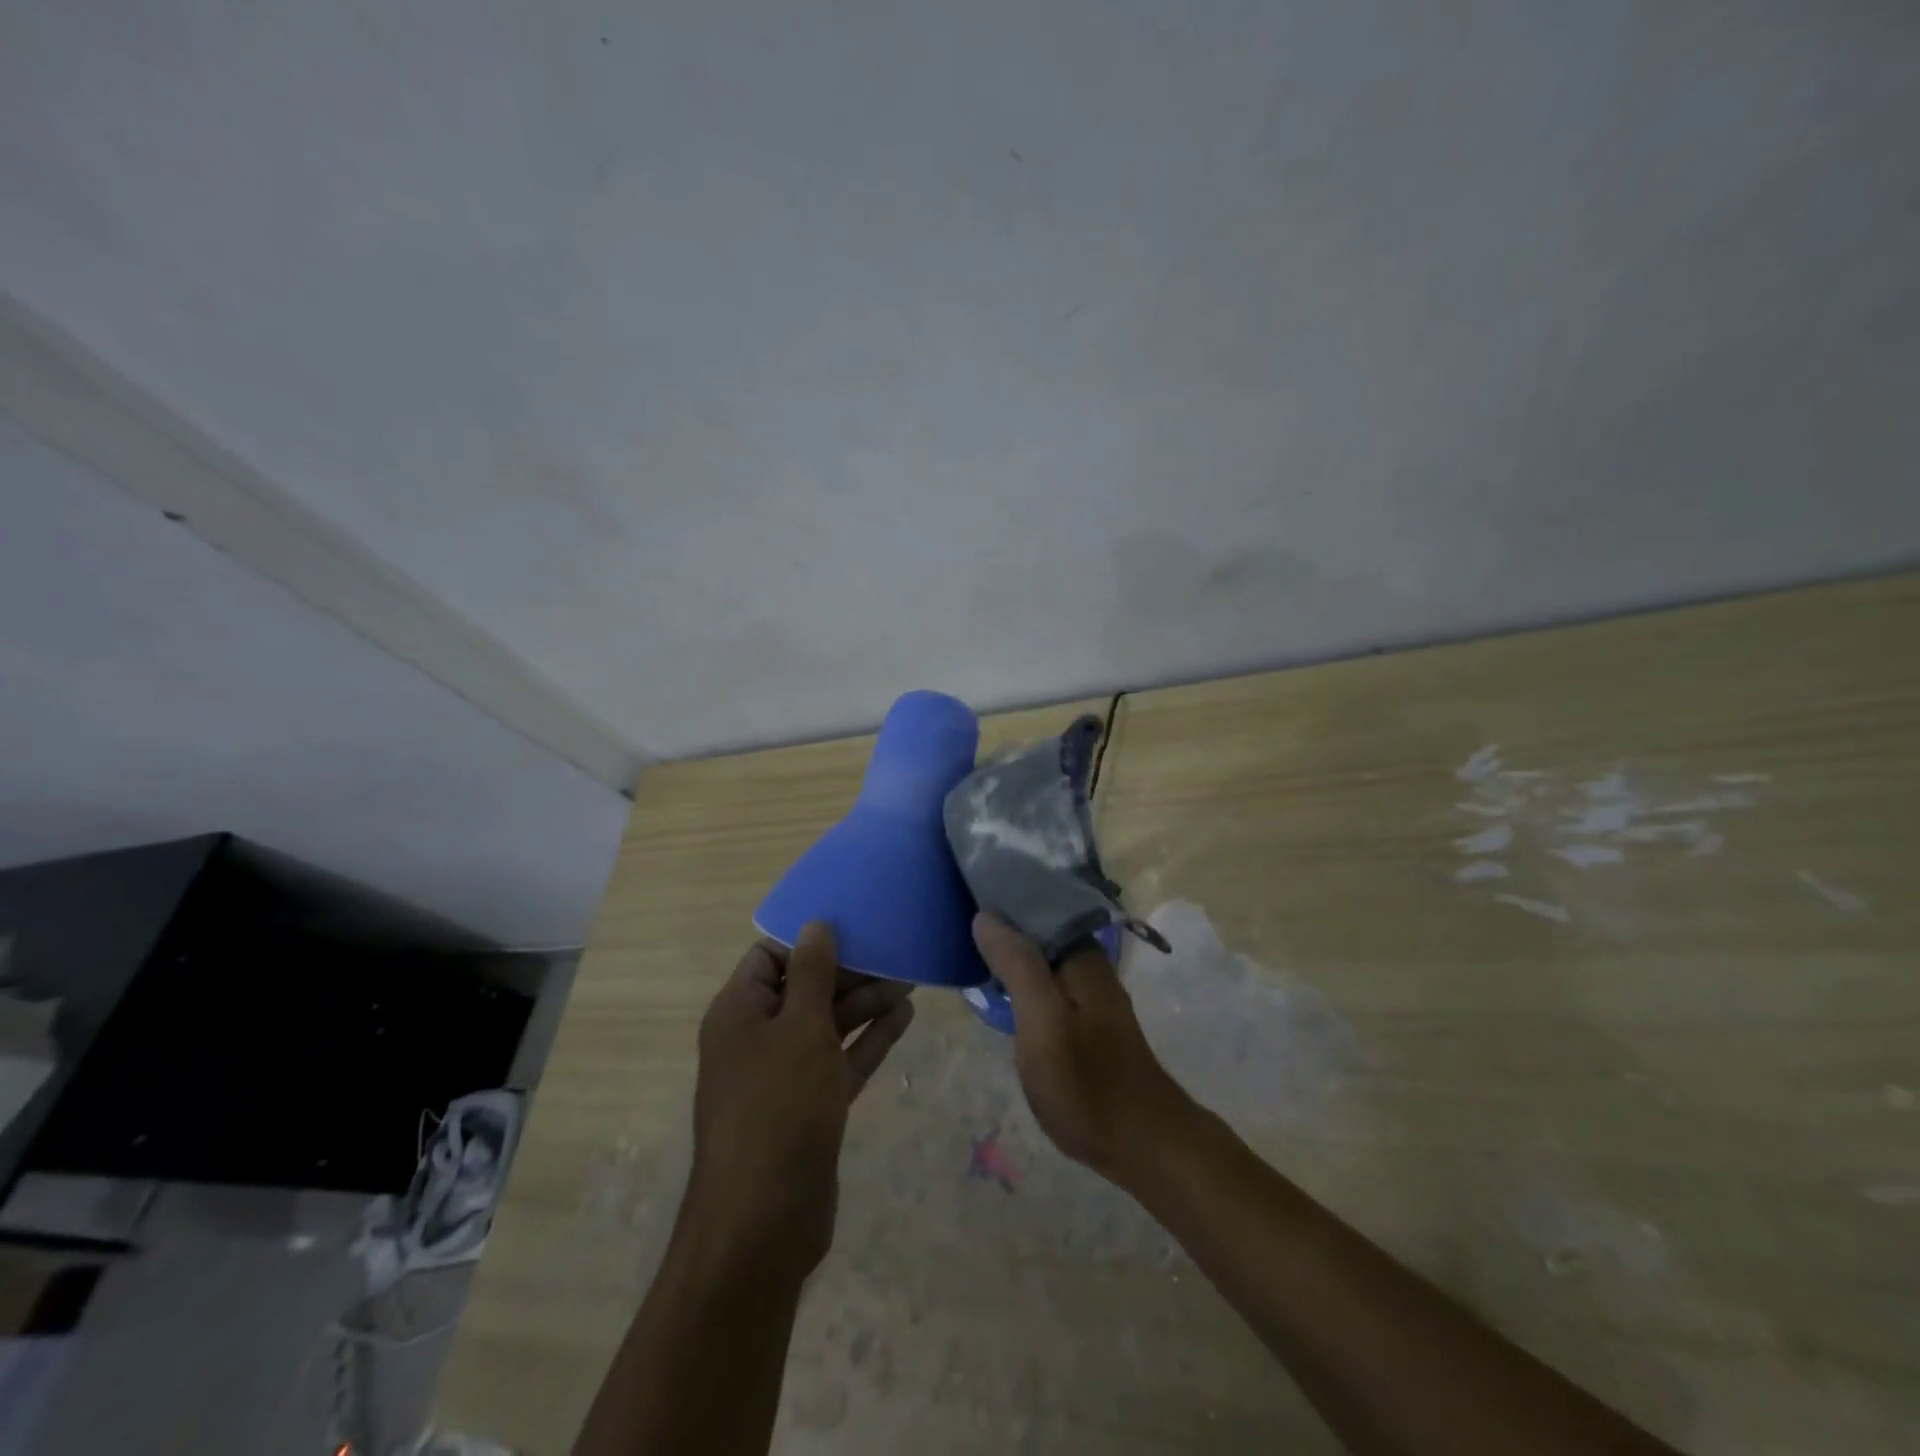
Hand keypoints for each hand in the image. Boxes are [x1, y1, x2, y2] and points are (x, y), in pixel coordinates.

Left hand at [686, 923, 914, 1278]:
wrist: (764, 1221)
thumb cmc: (778, 1107)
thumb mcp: (800, 1028)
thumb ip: (812, 973)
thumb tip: (815, 924)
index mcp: (739, 1012)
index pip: (768, 958)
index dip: (807, 943)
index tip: (852, 930)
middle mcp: (756, 1038)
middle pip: (803, 989)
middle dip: (848, 973)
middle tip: (894, 954)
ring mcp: (783, 1075)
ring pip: (826, 1025)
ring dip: (865, 1004)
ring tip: (909, 982)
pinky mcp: (809, 1107)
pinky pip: (840, 1060)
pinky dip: (869, 1040)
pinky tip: (904, 1018)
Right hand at [972, 913, 1194, 1187]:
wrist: (1143, 1143)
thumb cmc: (1087, 1084)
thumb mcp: (1043, 1024)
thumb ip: (1017, 966)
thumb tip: (985, 915)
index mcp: (1080, 953)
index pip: (1036, 901)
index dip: (999, 892)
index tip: (960, 887)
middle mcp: (1087, 962)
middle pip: (1037, 925)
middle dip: (1000, 918)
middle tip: (952, 914)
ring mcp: (1087, 990)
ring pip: (1040, 952)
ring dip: (1008, 947)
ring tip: (965, 942)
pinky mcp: (1083, 1015)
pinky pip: (1044, 978)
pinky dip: (1019, 974)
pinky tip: (996, 982)